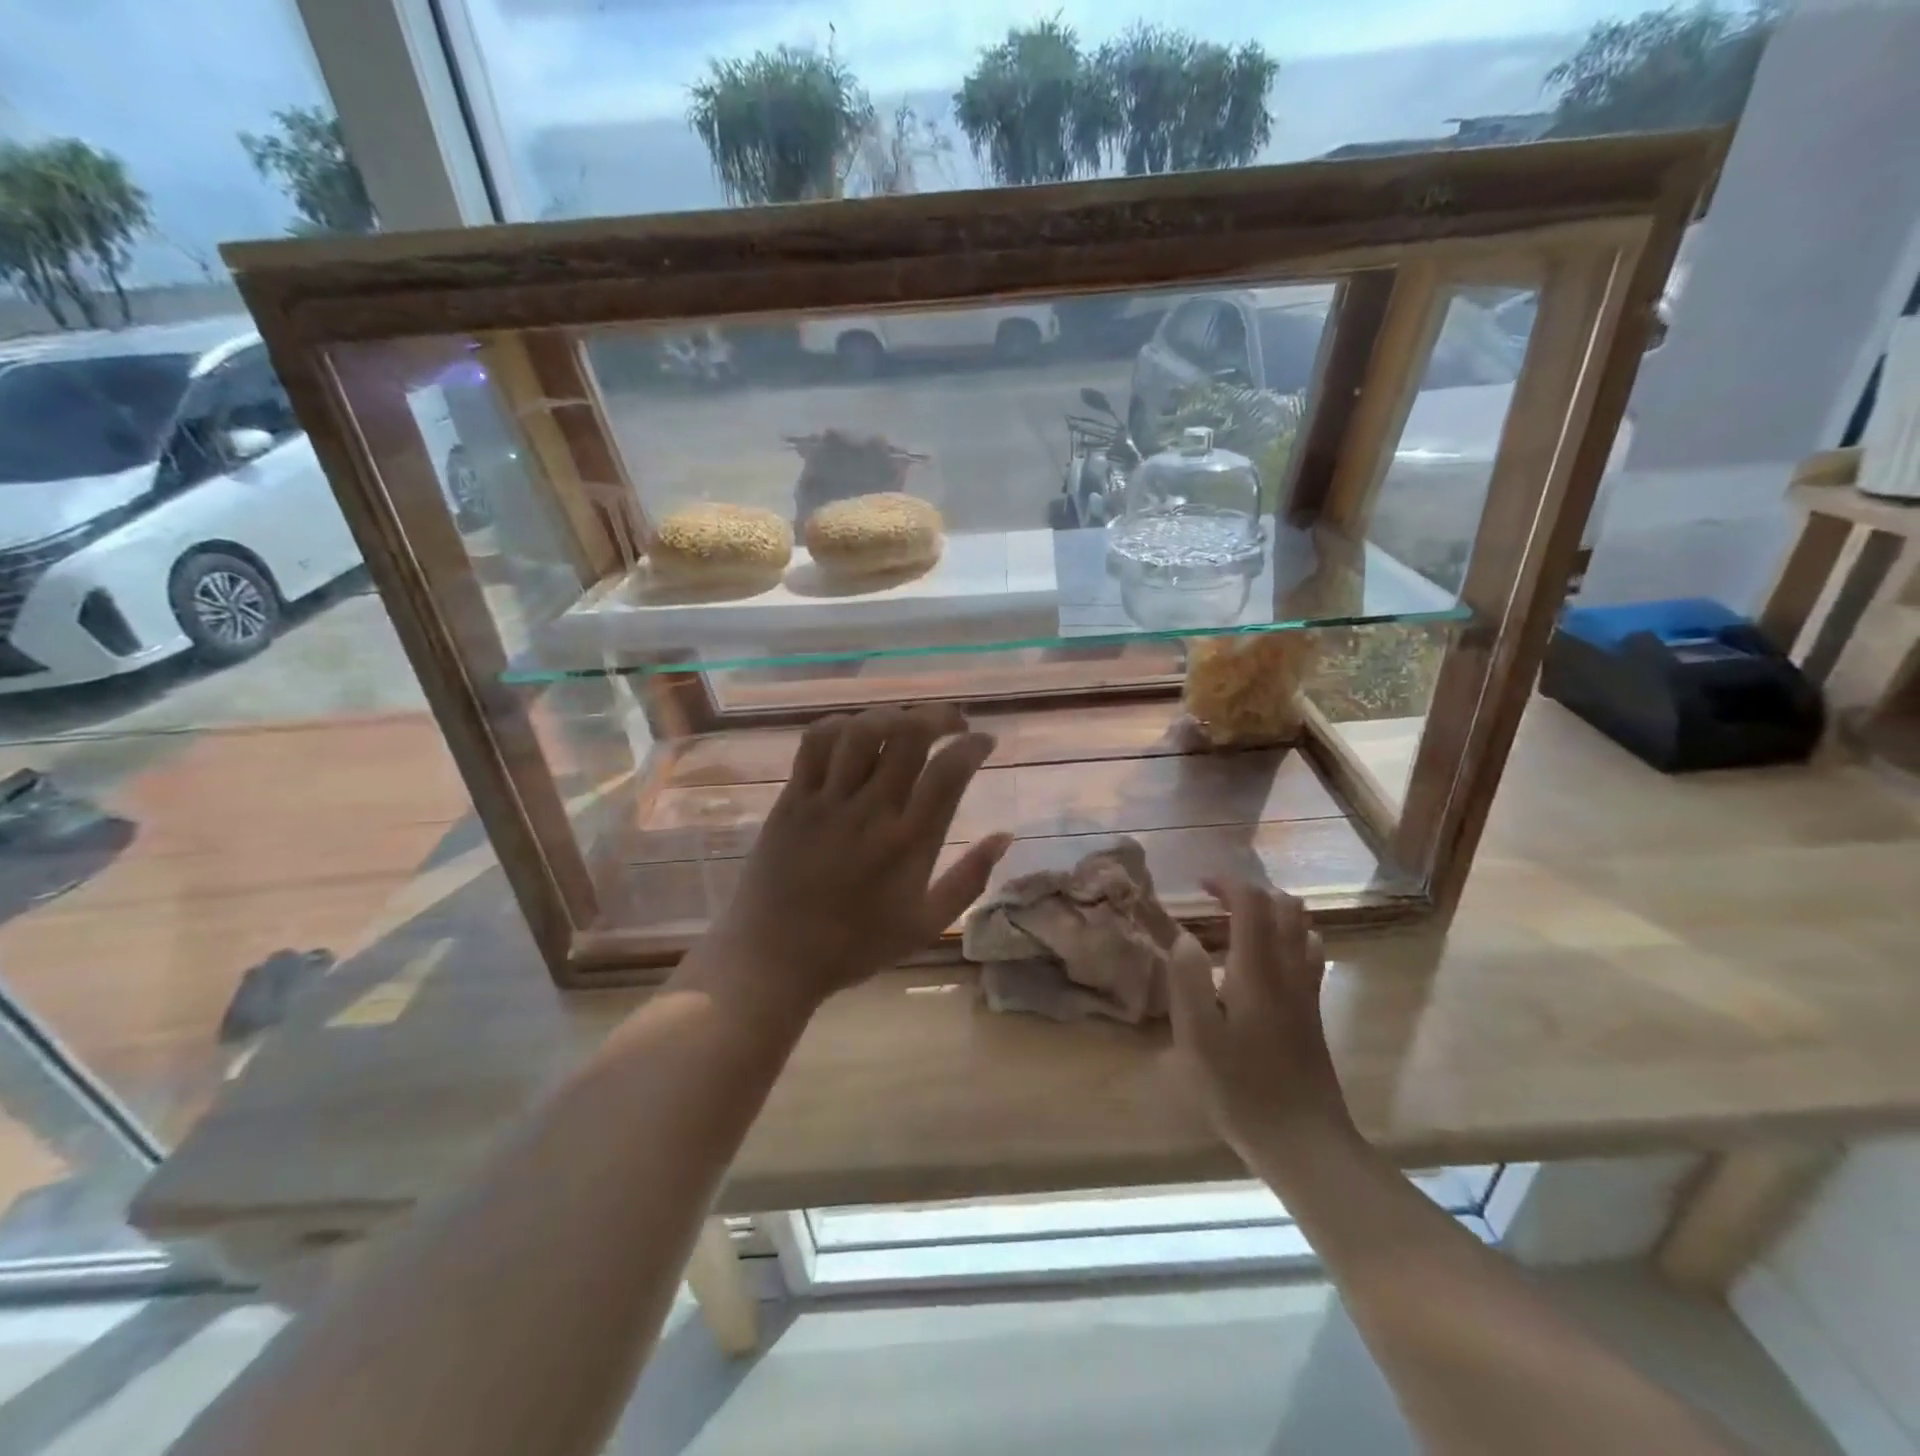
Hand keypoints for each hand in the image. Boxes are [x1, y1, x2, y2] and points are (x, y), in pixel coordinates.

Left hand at [690, 704, 1011, 1018]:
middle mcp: (871, 812)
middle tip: (953, 724)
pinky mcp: (792, 798)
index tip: (985, 741)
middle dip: (940, 717)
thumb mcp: (926, 924)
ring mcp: (827, 801)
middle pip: (909, 736)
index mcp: (909, 843)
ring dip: (892, 716)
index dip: (973, 745)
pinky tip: (856, 733)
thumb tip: (1005, 836)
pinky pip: (815, 743)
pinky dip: (840, 725)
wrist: (774, 958)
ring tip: (907, 723)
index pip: (949, 772)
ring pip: (862, 731)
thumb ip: (970, 879)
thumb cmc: (856, 946)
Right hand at [1166, 880, 1354, 1165]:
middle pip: (1285, 908)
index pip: (1253, 904)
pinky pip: (1308, 955)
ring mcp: (1307, 992)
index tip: (1199, 886)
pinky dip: (1287, 939)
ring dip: (1272, 913)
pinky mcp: (1313, 1013)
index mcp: (1257, 971)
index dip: (1228, 884)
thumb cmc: (1241, 1089)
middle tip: (1217, 901)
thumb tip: (1185, 938)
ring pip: (1302, 929)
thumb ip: (1188, 981)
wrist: (1304, 1141)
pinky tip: (1264, 962)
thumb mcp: (1197, 1038)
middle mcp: (1288, 971)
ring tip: (1238, 924)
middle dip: (1252, 893)